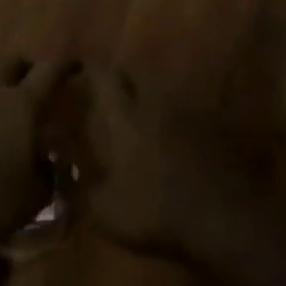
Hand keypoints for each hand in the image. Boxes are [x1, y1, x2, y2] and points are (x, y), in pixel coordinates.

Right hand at [76, 67, 270, 261]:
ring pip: (165, 92)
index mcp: (126, 119)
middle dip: (122, 78)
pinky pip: (189, 113)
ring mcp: (190, 115)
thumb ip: (80, 188)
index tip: (79, 66)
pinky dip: (177, 118)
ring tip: (141, 110)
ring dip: (151, 96)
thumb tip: (62, 171)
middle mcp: (157, 106)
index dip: (90, 69)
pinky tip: (174, 135)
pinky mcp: (216, 130)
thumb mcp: (105, 211)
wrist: (223, 218)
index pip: (104, 78)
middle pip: (138, 76)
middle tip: (110, 89)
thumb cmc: (156, 212)